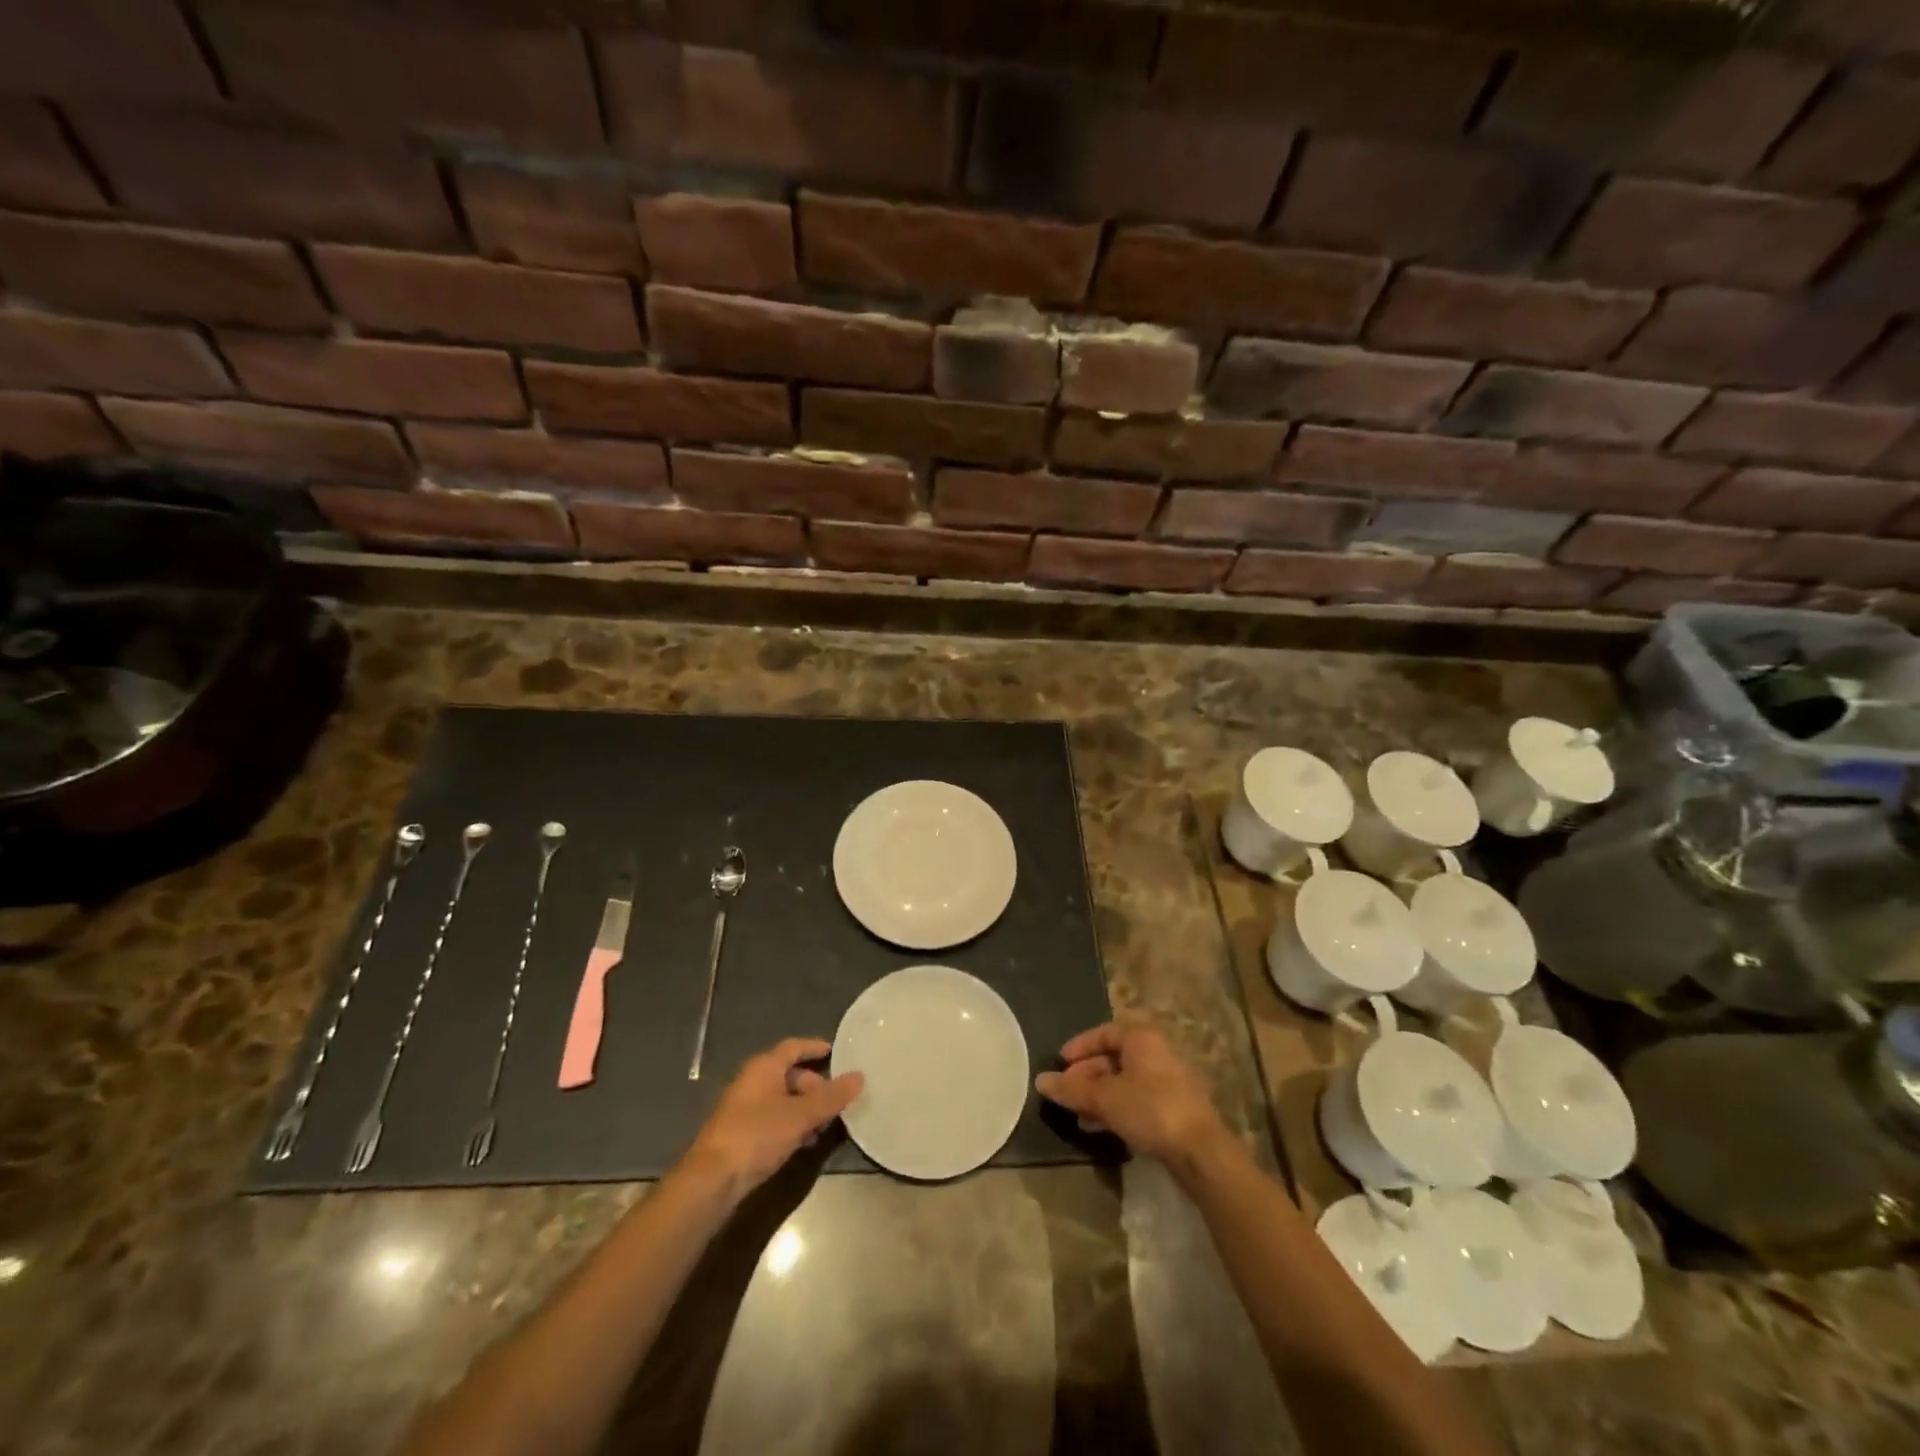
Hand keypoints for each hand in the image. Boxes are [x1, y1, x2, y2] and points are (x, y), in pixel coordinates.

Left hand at [683, 1038, 863, 1200]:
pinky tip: (804, 1142)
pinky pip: (773, 1118)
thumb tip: (859, 1076)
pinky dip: (791, 1124)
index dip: (814, 1047)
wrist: (712, 1180)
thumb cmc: (757, 1135)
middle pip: (789, 1074)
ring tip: (824, 1125)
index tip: (834, 1051)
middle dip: (814, 1085)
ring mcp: (744, 1108)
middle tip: (835, 1101)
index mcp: (764, 1067)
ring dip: (804, 1108)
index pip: (793, 1047)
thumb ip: (830, 1097)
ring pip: (782, 1098)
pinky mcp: (741, 1133)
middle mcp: (752, 1081)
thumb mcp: (800, 1115)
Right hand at [1035, 1021, 1223, 1162]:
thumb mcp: (1104, 1098)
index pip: (1104, 1032)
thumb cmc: (1150, 1109)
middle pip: (1113, 1057)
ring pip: (1124, 1081)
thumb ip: (1071, 1089)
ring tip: (1077, 1114)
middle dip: (1086, 1075)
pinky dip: (1115, 1108)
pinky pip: (1136, 1100)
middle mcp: (1156, 1053)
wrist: (1200, 1151)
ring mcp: (1168, 1081)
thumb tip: (1040, 1080)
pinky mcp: (1173, 1108)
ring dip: (1098, 1095)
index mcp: (1142, 1038)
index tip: (1060, 1064)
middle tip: (1066, 1093)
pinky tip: (1100, 1127)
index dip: (1079, 1046)